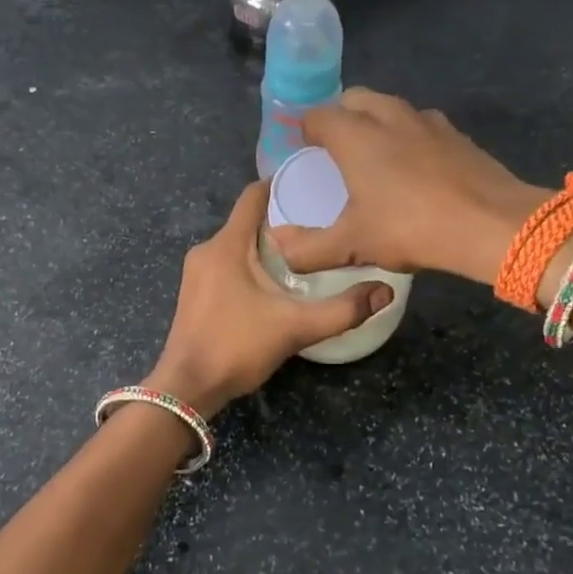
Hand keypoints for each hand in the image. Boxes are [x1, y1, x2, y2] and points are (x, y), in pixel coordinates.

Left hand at [144, 180, 394, 416]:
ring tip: (304, 256)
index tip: (312, 186)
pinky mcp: (194, 294)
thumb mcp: (296, 327)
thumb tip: (385, 292)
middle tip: (320, 229)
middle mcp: (207, 250)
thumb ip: (343, 310)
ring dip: (266, 247)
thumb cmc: (237, 347)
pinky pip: (226, 265)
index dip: (281, 184)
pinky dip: (250, 266)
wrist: (187, 388)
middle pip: (247, 221)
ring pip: (236, 246)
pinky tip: (274, 285)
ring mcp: (196, 273)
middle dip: (281, 221)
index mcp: (227, 245)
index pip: (252, 196)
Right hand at [269, 88, 549, 287]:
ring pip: (390, 107)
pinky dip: (408, 136)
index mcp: (355, 136)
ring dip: (375, 122)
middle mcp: (388, 116)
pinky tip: (414, 168)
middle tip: (335, 151)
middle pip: (354, 99)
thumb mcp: (353, 246)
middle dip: (339, 117)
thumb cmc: (411, 228)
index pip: (317, 115)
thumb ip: (309, 249)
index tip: (303, 151)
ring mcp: (427, 121)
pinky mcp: (456, 134)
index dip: (304, 130)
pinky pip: (420, 124)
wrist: (491, 224)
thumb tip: (280, 246)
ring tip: (374, 156)